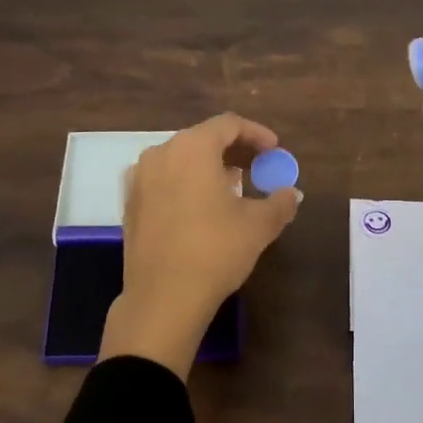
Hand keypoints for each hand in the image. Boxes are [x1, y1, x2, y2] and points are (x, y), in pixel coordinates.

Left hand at [97, 113, 300, 377]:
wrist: (163, 297)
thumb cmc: (215, 251)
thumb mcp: (258, 226)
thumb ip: (279, 202)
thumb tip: (292, 194)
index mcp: (192, 148)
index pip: (228, 125)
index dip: (256, 134)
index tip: (274, 150)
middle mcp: (160, 154)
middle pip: (202, 139)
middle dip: (233, 151)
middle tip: (257, 168)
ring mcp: (139, 179)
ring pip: (180, 160)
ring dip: (208, 168)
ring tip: (232, 189)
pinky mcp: (130, 204)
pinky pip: (164, 181)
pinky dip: (186, 185)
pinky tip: (202, 209)